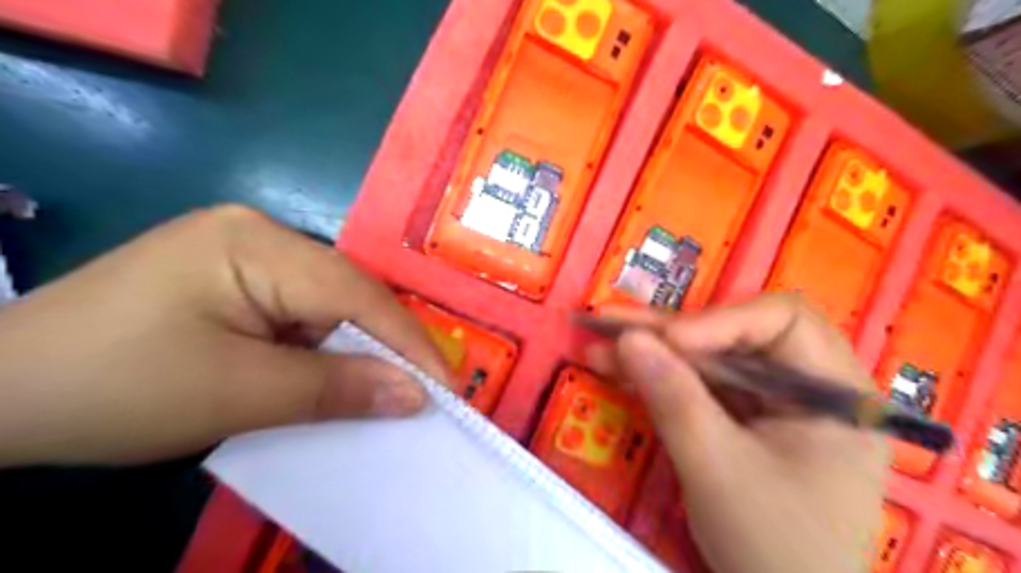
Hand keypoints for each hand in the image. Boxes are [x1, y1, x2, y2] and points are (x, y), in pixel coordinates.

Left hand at [1, 207, 447, 465]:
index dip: (407, 341)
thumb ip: (334, 390)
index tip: (446, 386)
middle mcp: (262, 235)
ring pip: (331, 306)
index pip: (356, 293)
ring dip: (356, 351)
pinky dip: (325, 350)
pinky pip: (305, 314)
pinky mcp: (240, 280)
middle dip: (385, 347)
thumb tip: (415, 395)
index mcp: (257, 243)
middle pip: (348, 294)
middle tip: (421, 393)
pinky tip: (333, 376)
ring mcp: (250, 255)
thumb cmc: (112, 387)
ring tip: (385, 390)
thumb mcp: (235, 394)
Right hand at [591, 294, 885, 572]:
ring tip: (599, 347)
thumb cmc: (773, 546)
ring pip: (710, 360)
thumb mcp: (718, 469)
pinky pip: (701, 388)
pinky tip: (619, 374)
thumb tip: (627, 338)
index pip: (782, 321)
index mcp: (835, 392)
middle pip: (736, 336)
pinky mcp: (745, 421)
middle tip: (610, 324)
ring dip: (653, 355)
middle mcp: (808, 387)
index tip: (668, 341)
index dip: (720, 321)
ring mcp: (774, 404)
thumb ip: (673, 398)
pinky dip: (660, 381)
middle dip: (669, 333)